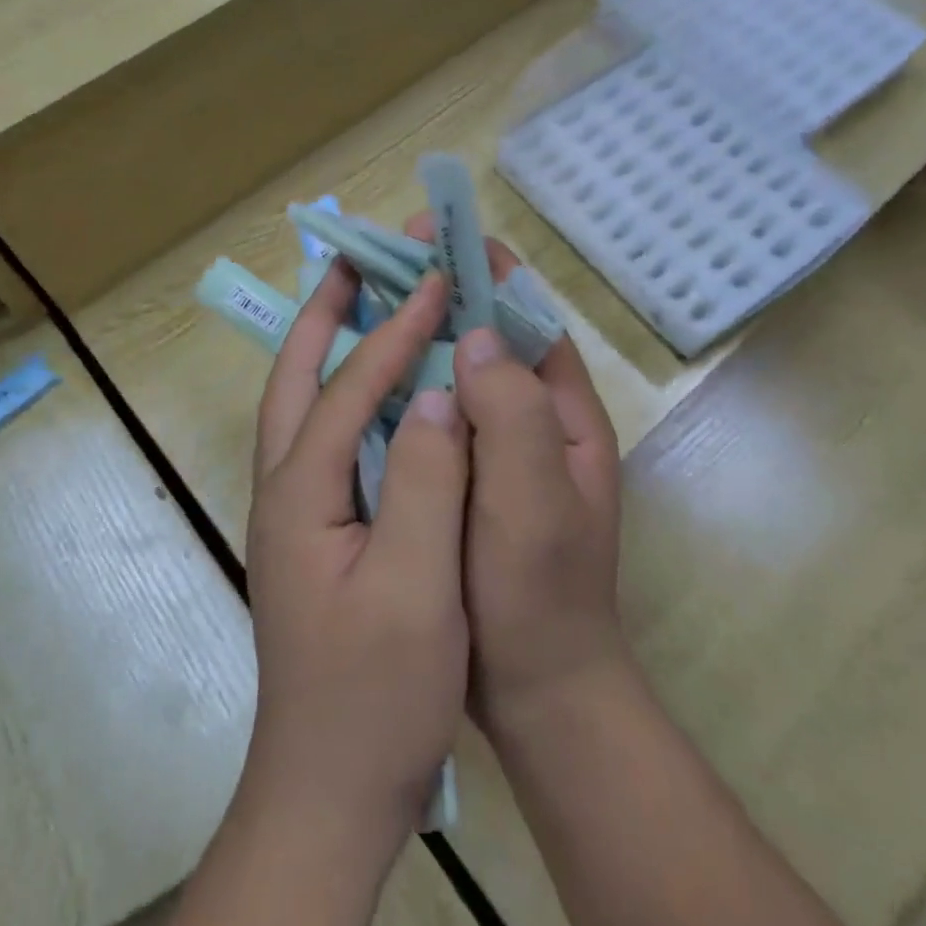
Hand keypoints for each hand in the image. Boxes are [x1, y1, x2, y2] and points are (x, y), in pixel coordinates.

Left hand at [244, 260, 471, 861]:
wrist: (329, 794)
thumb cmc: (375, 697)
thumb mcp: (416, 592)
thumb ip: (427, 484)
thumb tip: (438, 394)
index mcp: (300, 494)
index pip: (349, 388)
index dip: (394, 332)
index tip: (434, 281)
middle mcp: (283, 489)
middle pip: (295, 380)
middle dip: (321, 314)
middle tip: (351, 260)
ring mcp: (292, 513)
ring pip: (301, 406)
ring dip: (326, 346)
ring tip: (359, 301)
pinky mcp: (312, 533)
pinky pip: (323, 439)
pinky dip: (345, 394)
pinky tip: (377, 391)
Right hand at [404, 216, 625, 742]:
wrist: (538, 690)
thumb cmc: (539, 592)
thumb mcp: (533, 501)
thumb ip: (514, 412)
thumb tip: (477, 331)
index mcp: (562, 411)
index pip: (525, 314)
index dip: (480, 266)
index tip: (428, 234)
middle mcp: (533, 416)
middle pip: (489, 332)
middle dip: (440, 288)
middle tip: (381, 261)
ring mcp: (499, 446)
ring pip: (458, 369)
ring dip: (418, 330)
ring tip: (363, 301)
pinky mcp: (467, 473)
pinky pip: (437, 410)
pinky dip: (406, 381)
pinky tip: (363, 375)